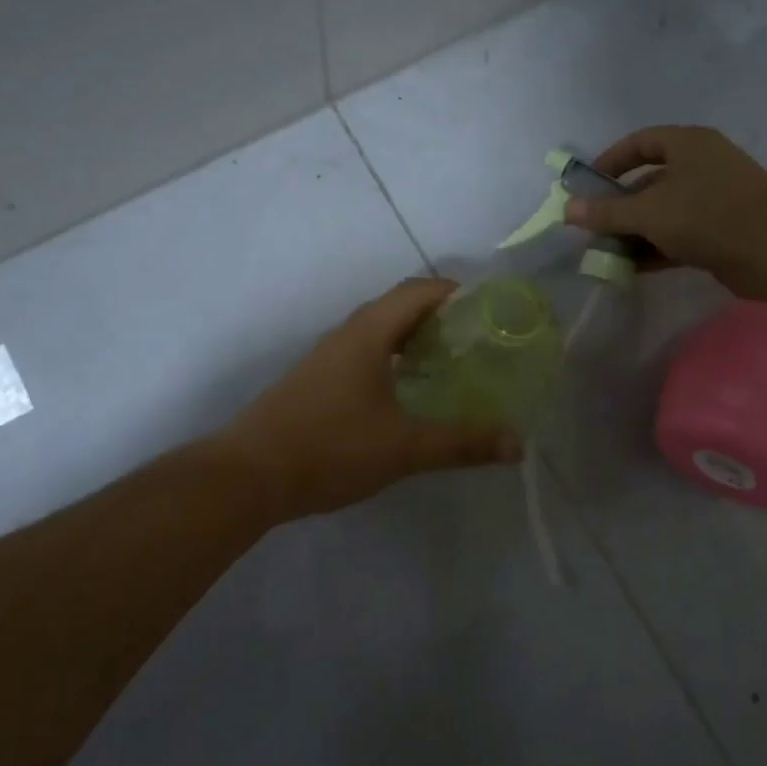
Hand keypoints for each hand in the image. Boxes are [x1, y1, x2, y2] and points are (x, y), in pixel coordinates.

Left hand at [222, 278, 524, 519]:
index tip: (490, 310)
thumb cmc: (330, 447)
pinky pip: (365, 354)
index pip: (419, 290)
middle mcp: (347, 334)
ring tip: (451, 365)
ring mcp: (328, 357)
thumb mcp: (404, 447)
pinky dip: (394, 360)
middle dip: (441, 317)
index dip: (456, 292)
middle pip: (400, 307)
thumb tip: (517, 443)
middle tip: (479, 342)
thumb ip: (461, 443)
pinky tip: (406, 394)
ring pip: (380, 332)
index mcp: (369, 332)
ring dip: (415, 340)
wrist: (249, 475)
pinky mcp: (317, 381)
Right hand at [565, 126, 766, 294]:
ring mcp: (714, 200)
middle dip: (619, 206)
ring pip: (663, 212)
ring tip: (606, 253)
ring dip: (635, 232)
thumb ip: (607, 212)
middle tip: (592, 228)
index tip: (587, 186)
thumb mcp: (649, 212)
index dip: (610, 161)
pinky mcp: (722, 232)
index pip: (639, 143)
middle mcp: (701, 166)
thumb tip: (566, 209)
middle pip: (648, 181)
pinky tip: (631, 268)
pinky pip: (679, 236)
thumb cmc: (709, 215)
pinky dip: (655, 249)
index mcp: (687, 145)